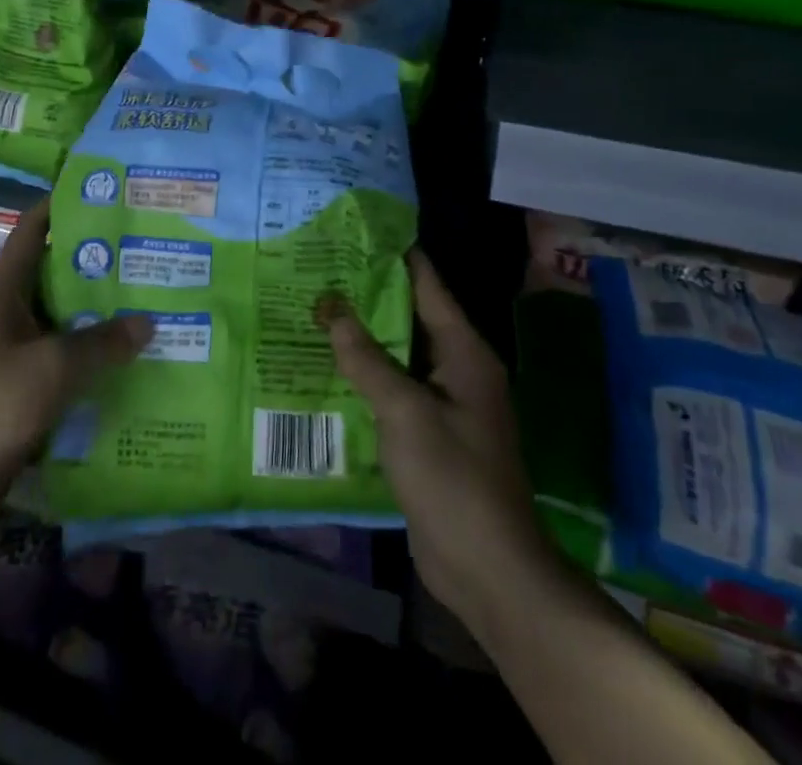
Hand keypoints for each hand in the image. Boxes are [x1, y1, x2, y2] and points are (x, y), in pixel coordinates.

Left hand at [0, 199, 150, 521]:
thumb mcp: (51, 367)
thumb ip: (102, 342)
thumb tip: (148, 321)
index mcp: (6, 290)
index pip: (32, 231)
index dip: (61, 206)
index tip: (103, 193)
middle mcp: (12, 311)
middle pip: (57, 272)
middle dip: (97, 260)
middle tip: (144, 247)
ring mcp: (18, 349)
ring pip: (66, 316)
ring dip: (100, 309)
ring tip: (149, 295)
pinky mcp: (28, 384)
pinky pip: (68, 356)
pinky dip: (95, 351)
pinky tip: (130, 352)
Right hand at [323, 248, 545, 635]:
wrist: (487, 569)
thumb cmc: (453, 478)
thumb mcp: (404, 412)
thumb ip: (366, 358)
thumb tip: (330, 307)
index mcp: (463, 351)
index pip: (427, 285)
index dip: (394, 256)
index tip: (355, 232)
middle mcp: (457, 368)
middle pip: (409, 318)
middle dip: (368, 296)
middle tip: (319, 270)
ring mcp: (443, 403)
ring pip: (398, 356)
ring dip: (363, 338)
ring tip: (315, 310)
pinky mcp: (428, 434)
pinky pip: (394, 391)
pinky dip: (366, 377)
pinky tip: (328, 368)